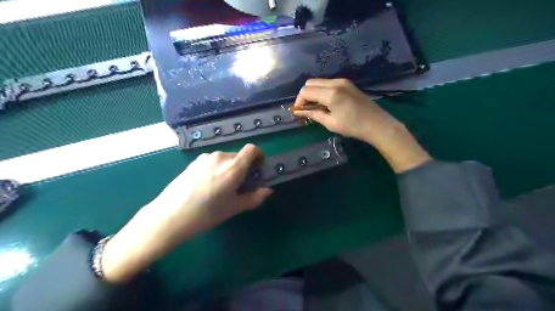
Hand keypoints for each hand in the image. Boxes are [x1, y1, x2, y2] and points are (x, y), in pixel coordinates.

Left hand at [101, 145, 272, 282]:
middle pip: (239, 155)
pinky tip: (207, 185)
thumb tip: (267, 190)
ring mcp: (205, 158)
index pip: (252, 149)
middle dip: (243, 166)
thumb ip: (254, 197)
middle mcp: (220, 157)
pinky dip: (216, 168)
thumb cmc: (206, 214)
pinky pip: (212, 161)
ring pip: (225, 158)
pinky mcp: (194, 162)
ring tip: (221, 186)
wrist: (169, 216)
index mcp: (233, 167)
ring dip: (229, 168)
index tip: (258, 168)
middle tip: (239, 184)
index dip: (258, 155)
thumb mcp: (234, 208)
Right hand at [292, 79, 430, 172]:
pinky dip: (322, 91)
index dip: (299, 101)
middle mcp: (335, 82)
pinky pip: (328, 84)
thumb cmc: (353, 127)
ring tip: (316, 108)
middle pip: (311, 83)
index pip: (306, 91)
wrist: (377, 124)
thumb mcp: (330, 123)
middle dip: (304, 95)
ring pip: (319, 82)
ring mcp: (343, 81)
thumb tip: (299, 112)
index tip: (298, 112)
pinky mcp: (348, 84)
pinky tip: (326, 103)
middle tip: (306, 109)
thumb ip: (313, 114)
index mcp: (330, 93)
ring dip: (313, 93)